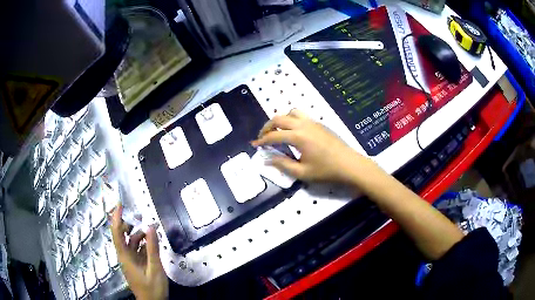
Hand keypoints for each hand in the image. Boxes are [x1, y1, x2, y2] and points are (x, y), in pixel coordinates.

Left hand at [111, 205, 167, 299]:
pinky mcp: (135, 265)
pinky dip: (142, 243)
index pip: (117, 233)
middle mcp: (124, 256)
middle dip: (129, 223)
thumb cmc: (152, 288)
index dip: (117, 217)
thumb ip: (152, 248)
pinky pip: (136, 250)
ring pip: (130, 242)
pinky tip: (151, 241)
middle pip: (122, 235)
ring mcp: (130, 261)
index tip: (120, 204)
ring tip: (150, 228)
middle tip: (141, 215)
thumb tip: (151, 227)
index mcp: (125, 256)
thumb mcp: (155, 269)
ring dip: (138, 234)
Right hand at [251, 109, 374, 184]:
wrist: (349, 164)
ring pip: (291, 112)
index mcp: (298, 137)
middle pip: (279, 118)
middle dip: (268, 126)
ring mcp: (313, 122)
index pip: (274, 135)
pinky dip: (292, 119)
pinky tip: (293, 132)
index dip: (262, 140)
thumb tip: (267, 160)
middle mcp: (303, 125)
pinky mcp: (319, 124)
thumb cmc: (326, 170)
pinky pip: (301, 115)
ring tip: (278, 131)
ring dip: (281, 119)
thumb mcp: (302, 172)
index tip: (254, 144)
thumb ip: (283, 165)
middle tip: (263, 137)